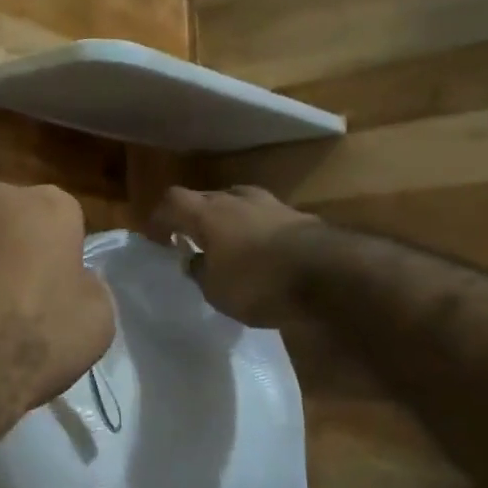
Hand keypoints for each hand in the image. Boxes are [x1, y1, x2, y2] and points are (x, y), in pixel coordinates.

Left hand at [0, 184, 114, 426]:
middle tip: (14, 293)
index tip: (55, 284)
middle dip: (14, 245)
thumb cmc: (37, 339)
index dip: (61, 251)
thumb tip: (73, 278)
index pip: (63, 216)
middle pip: (12, 217)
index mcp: (48, 205)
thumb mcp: (98, 319)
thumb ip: (89, 283)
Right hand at [148, 185, 319, 326]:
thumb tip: (194, 262)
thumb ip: (200, 272)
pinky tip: (264, 251)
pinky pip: (267, 217)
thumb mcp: (217, 291)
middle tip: (193, 239)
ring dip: (230, 219)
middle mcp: (236, 199)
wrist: (330, 274)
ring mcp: (271, 204)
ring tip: (229, 242)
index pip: (171, 201)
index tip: (158, 238)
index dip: (160, 217)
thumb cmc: (259, 282)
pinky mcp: (300, 217)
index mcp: (207, 213)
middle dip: (195, 215)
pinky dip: (259, 230)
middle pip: (205, 197)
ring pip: (239, 202)